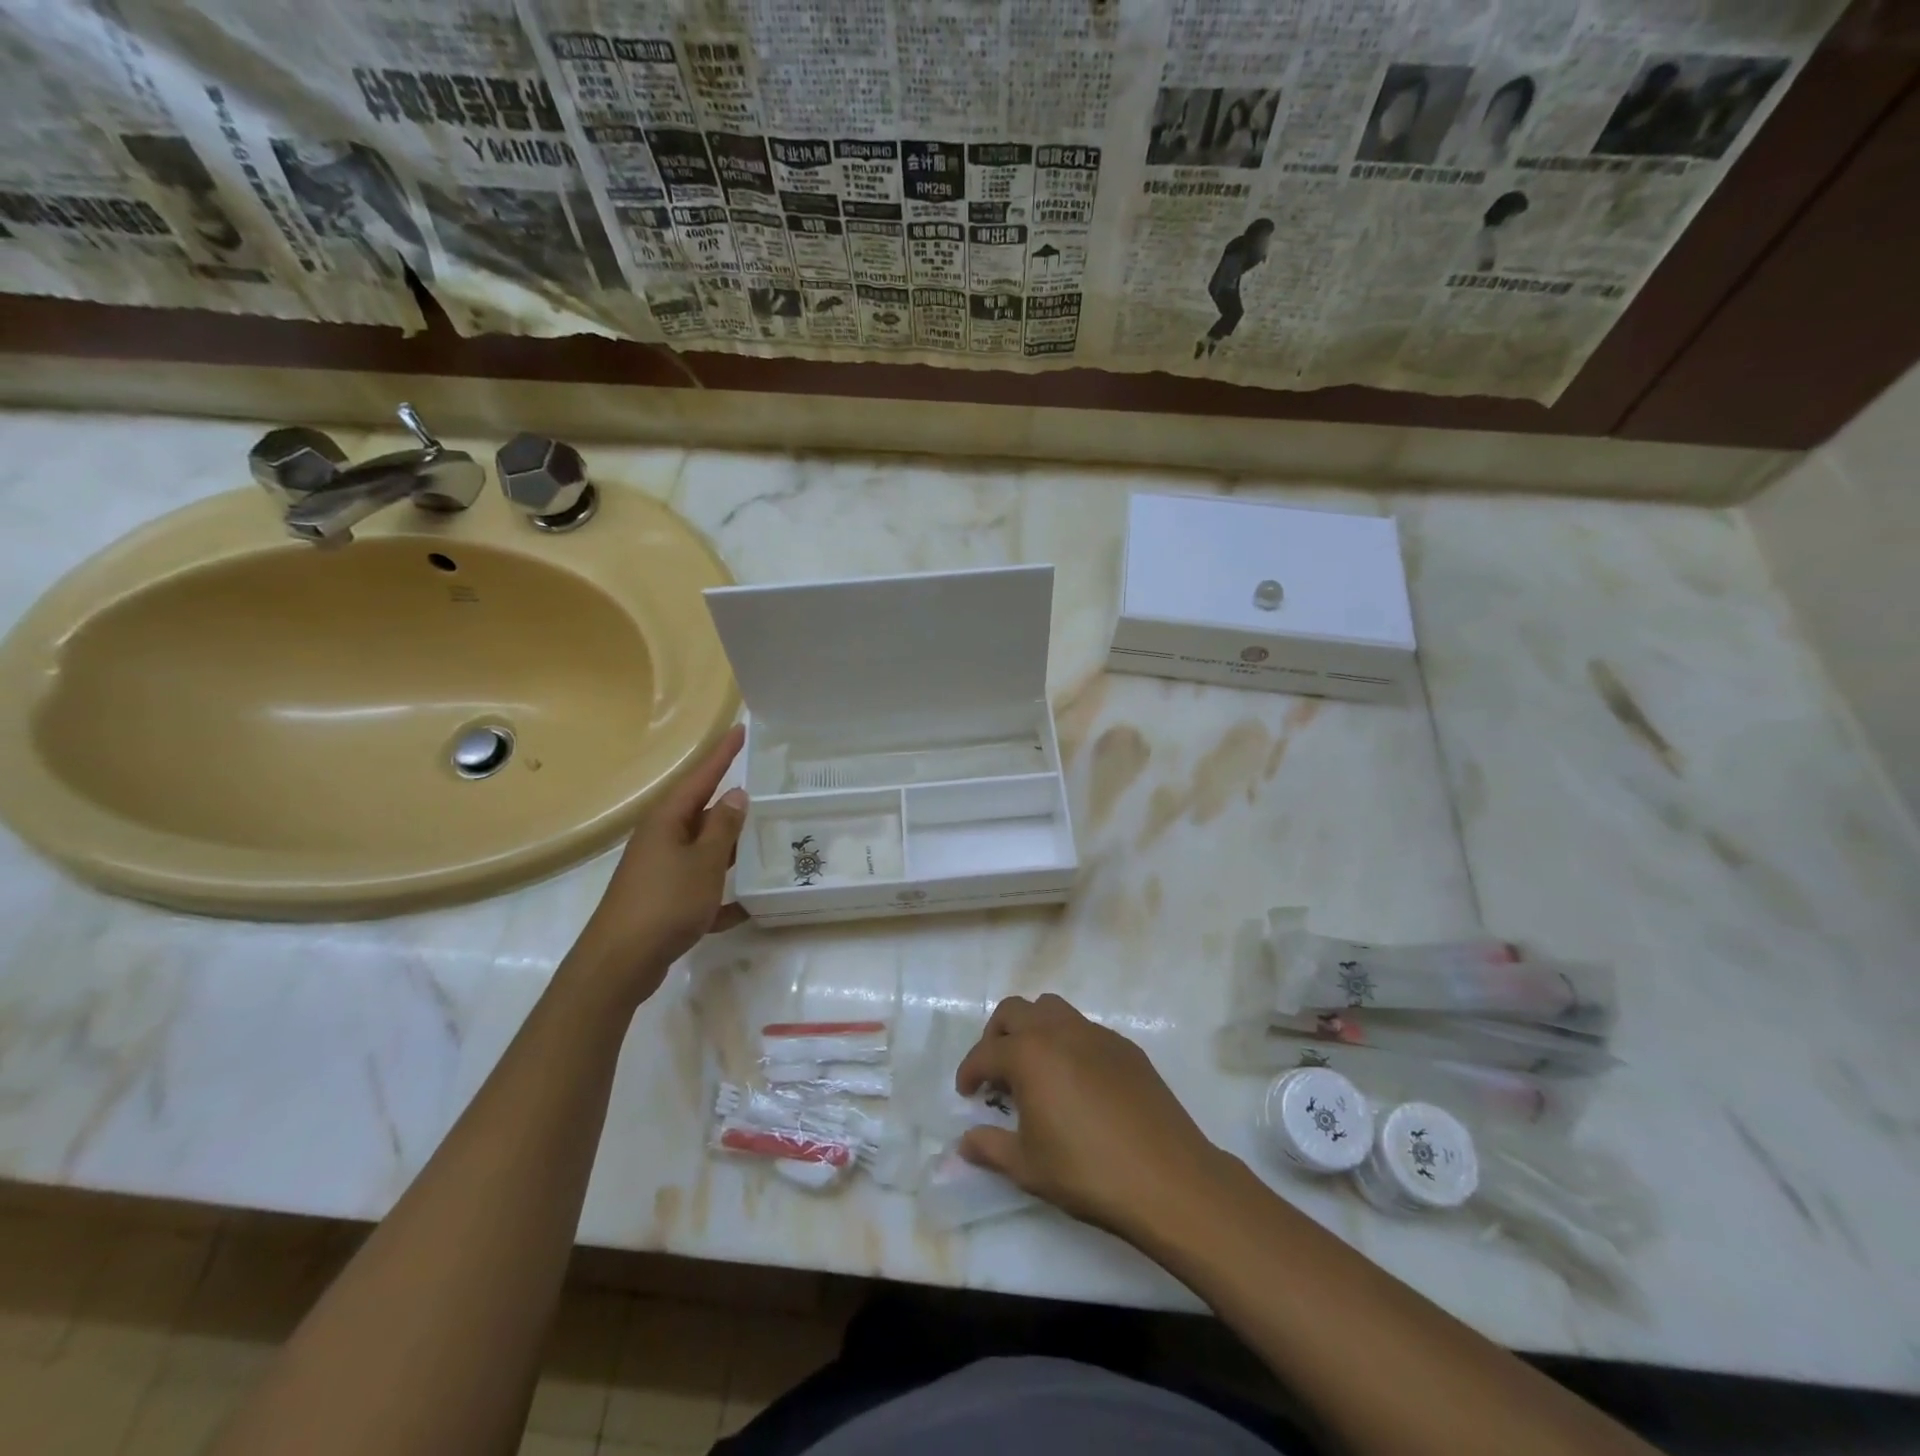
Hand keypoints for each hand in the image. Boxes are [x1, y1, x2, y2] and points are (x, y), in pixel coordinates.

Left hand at [570, 724, 748, 1004]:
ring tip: (765, 841)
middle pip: (701, 812)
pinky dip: (720, 895)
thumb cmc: (666, 902)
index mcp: (668, 821)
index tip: (741, 730)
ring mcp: (660, 871)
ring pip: (703, 850)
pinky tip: (746, 907)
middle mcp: (661, 839)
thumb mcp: (705, 861)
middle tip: (765, 790)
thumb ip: (723, 828)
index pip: (701, 777)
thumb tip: (737, 794)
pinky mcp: (663, 901)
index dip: (722, 754)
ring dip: (730, 848)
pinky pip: (699, 888)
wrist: (620, 963)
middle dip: (731, 804)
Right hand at [954, 994, 1230, 1245]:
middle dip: (996, 1036)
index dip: (969, 1072)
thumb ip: (990, 1148)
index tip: (966, 1094)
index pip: (985, 1053)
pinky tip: (1075, 1082)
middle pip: (1015, 1011)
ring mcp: (1096, 1034)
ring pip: (1051, 1009)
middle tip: (996, 1073)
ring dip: (1033, 1029)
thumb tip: (965, 1142)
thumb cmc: (1088, 1172)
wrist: (1168, 1178)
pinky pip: (1084, 1029)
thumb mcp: (1028, 1167)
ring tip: (1034, 1068)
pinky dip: (1067, 1043)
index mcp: (1029, 1054)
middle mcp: (1059, 1030)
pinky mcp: (1125, 1046)